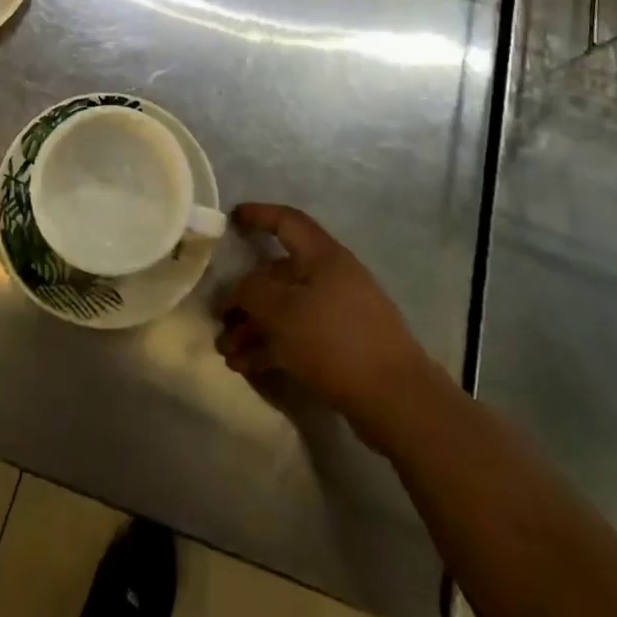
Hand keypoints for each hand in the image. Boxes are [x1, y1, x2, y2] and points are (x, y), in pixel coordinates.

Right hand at [214, 203, 442, 450]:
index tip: (232, 218)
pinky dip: (272, 347)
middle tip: (220, 318)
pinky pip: (298, 337)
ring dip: (254, 328)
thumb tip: (240, 289)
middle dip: (246, 296)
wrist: (397, 400)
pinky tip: (247, 367)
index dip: (259, 215)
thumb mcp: (282, 311)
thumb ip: (252, 291)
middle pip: (280, 275)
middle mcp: (332, 278)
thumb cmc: (335, 340)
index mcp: (323, 257)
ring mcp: (340, 314)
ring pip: (286, 311)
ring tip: (227, 353)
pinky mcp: (344, 348)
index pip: (287, 222)